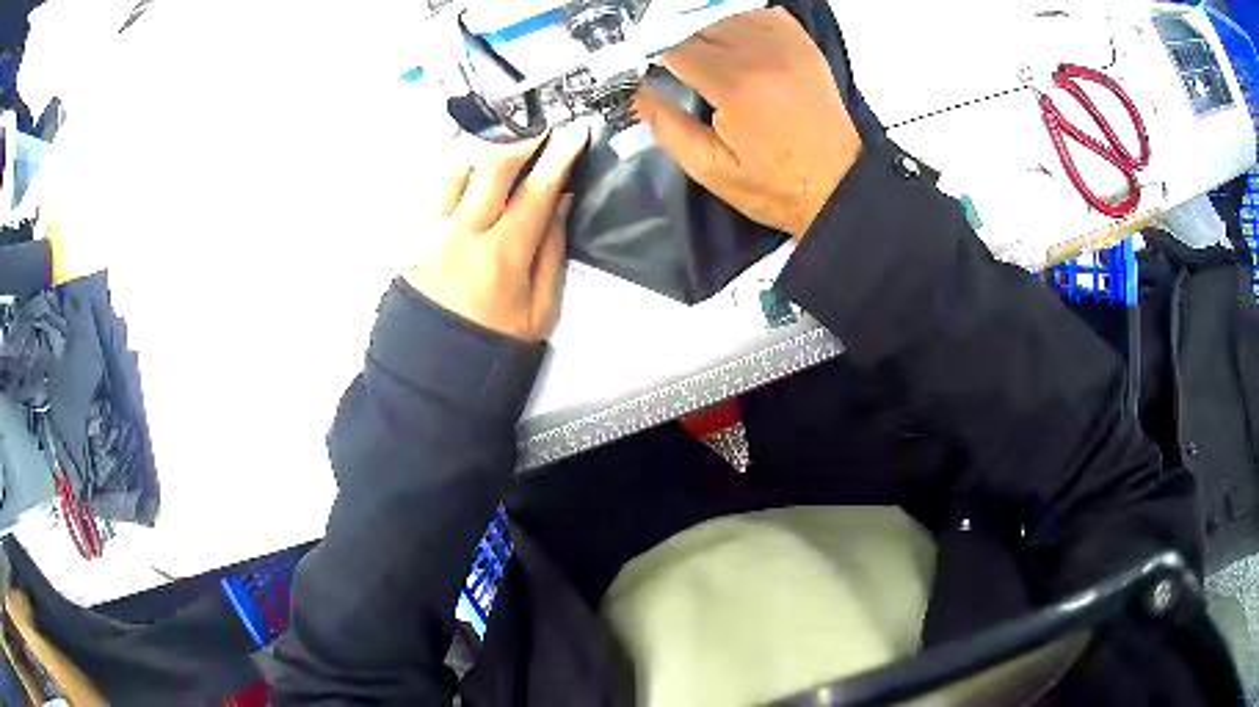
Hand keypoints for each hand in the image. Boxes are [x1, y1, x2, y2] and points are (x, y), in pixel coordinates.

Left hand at [403, 126, 588, 341]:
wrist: (432, 372)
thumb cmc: (494, 343)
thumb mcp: (540, 310)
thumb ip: (552, 251)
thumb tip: (559, 200)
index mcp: (500, 257)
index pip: (535, 192)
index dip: (560, 157)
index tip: (575, 132)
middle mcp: (459, 235)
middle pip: (491, 166)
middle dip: (520, 139)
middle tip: (537, 129)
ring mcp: (425, 232)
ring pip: (451, 167)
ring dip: (478, 150)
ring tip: (496, 146)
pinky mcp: (403, 237)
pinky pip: (420, 186)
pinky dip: (442, 171)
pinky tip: (458, 170)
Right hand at [635, 7, 862, 238]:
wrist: (838, 186)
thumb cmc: (772, 185)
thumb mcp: (709, 168)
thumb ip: (665, 124)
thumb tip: (632, 89)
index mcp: (734, 83)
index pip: (674, 46)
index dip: (651, 54)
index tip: (643, 69)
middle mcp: (760, 51)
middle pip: (698, 24)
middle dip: (677, 42)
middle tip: (674, 68)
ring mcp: (786, 43)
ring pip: (726, 15)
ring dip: (706, 31)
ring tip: (704, 58)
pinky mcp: (803, 44)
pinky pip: (760, 13)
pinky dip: (739, 21)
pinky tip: (735, 43)